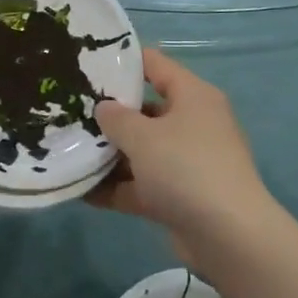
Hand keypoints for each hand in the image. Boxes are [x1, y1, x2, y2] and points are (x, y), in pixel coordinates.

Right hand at [91, 49, 276, 260]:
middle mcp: (193, 123)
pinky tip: (81, 191)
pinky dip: (118, 187)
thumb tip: (104, 108)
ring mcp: (188, 162)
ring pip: (143, 150)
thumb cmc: (185, 168)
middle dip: (110, 113)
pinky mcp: (181, 196)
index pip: (156, 64)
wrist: (229, 237)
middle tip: (70, 110)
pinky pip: (143, 184)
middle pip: (146, 110)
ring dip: (110, 154)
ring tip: (68, 150)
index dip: (124, 61)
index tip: (88, 62)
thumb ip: (116, 118)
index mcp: (193, 96)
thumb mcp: (143, 137)